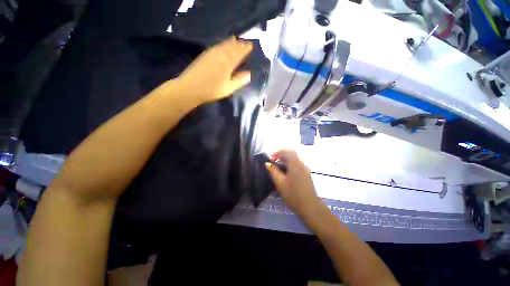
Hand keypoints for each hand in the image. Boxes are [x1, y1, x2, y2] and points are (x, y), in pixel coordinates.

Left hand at [170, 37, 252, 105]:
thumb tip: (250, 74)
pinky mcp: (205, 55)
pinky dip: (222, 43)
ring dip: (231, 42)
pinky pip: (217, 46)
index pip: (239, 53)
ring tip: (236, 40)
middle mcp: (220, 55)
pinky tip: (223, 44)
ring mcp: (211, 53)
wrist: (190, 88)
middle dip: (239, 44)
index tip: (251, 46)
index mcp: (228, 63)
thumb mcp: (229, 88)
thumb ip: (239, 80)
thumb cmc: (212, 90)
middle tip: (245, 43)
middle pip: (232, 47)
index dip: (245, 49)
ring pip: (224, 45)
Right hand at [265, 149, 322, 216]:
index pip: (287, 151)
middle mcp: (301, 163)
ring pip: (294, 159)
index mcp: (295, 163)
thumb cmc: (293, 194)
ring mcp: (305, 168)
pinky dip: (289, 164)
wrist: (310, 206)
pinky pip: (297, 164)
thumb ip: (273, 171)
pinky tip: (285, 172)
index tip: (270, 158)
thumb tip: (267, 163)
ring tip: (277, 166)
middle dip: (281, 155)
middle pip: (291, 153)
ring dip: (285, 159)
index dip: (277, 152)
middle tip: (273, 161)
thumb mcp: (280, 183)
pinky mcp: (306, 173)